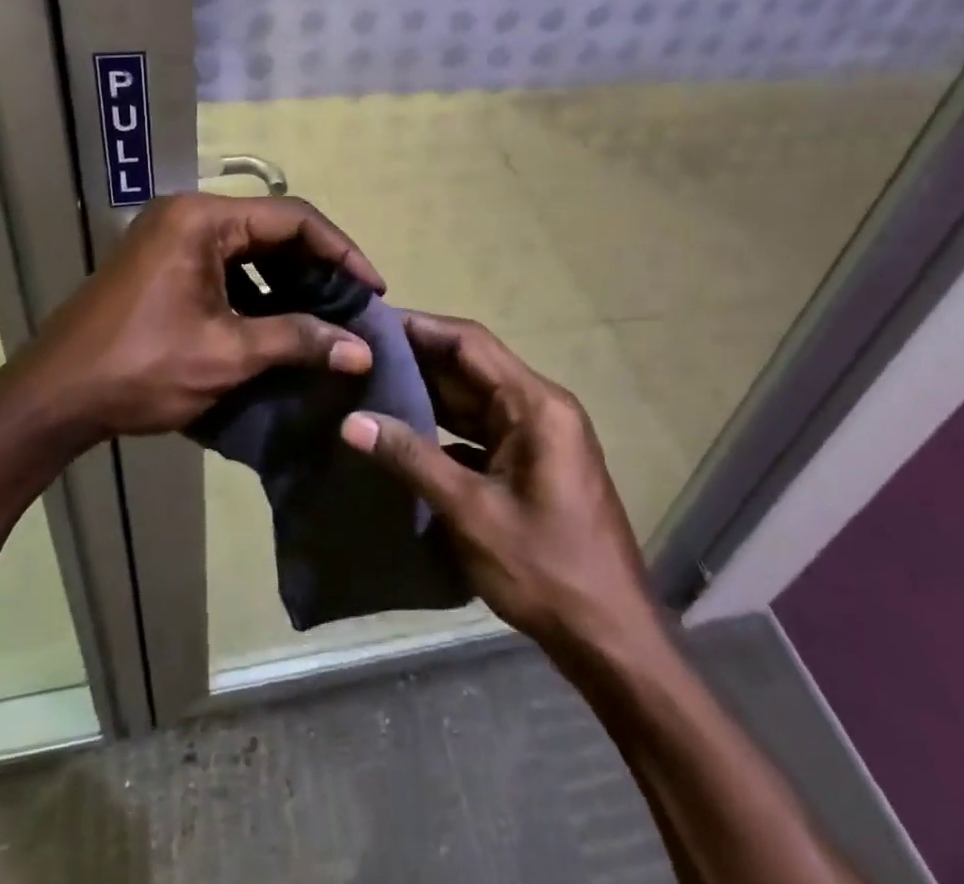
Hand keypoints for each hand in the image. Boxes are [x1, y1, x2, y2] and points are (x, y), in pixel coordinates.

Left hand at [19, 193, 382, 441]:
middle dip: (318, 268)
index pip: (292, 218)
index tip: (374, 290)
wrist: (52, 398)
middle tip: (355, 306)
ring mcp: (171, 238)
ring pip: (250, 249)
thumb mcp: (227, 354)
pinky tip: (282, 323)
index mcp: (203, 219)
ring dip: (290, 281)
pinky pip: (225, 267)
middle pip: (272, 229)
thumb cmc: (141, 368)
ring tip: (328, 318)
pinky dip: (258, 291)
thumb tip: (362, 350)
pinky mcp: (163, 265)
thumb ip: (299, 340)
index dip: (341, 251)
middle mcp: (188, 215)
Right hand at [340, 312, 666, 663]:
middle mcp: (540, 408)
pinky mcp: (531, 464)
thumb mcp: (471, 513)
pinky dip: (444, 429)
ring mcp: (538, 437)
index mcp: (536, 405)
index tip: (371, 323)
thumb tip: (352, 421)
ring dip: (428, 394)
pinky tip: (403, 434)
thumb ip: (411, 459)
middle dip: (417, 360)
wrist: (611, 640)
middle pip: (471, 367)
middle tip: (359, 355)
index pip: (470, 343)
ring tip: (370, 384)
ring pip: (474, 400)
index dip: (420, 328)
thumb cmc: (547, 570)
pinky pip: (481, 431)